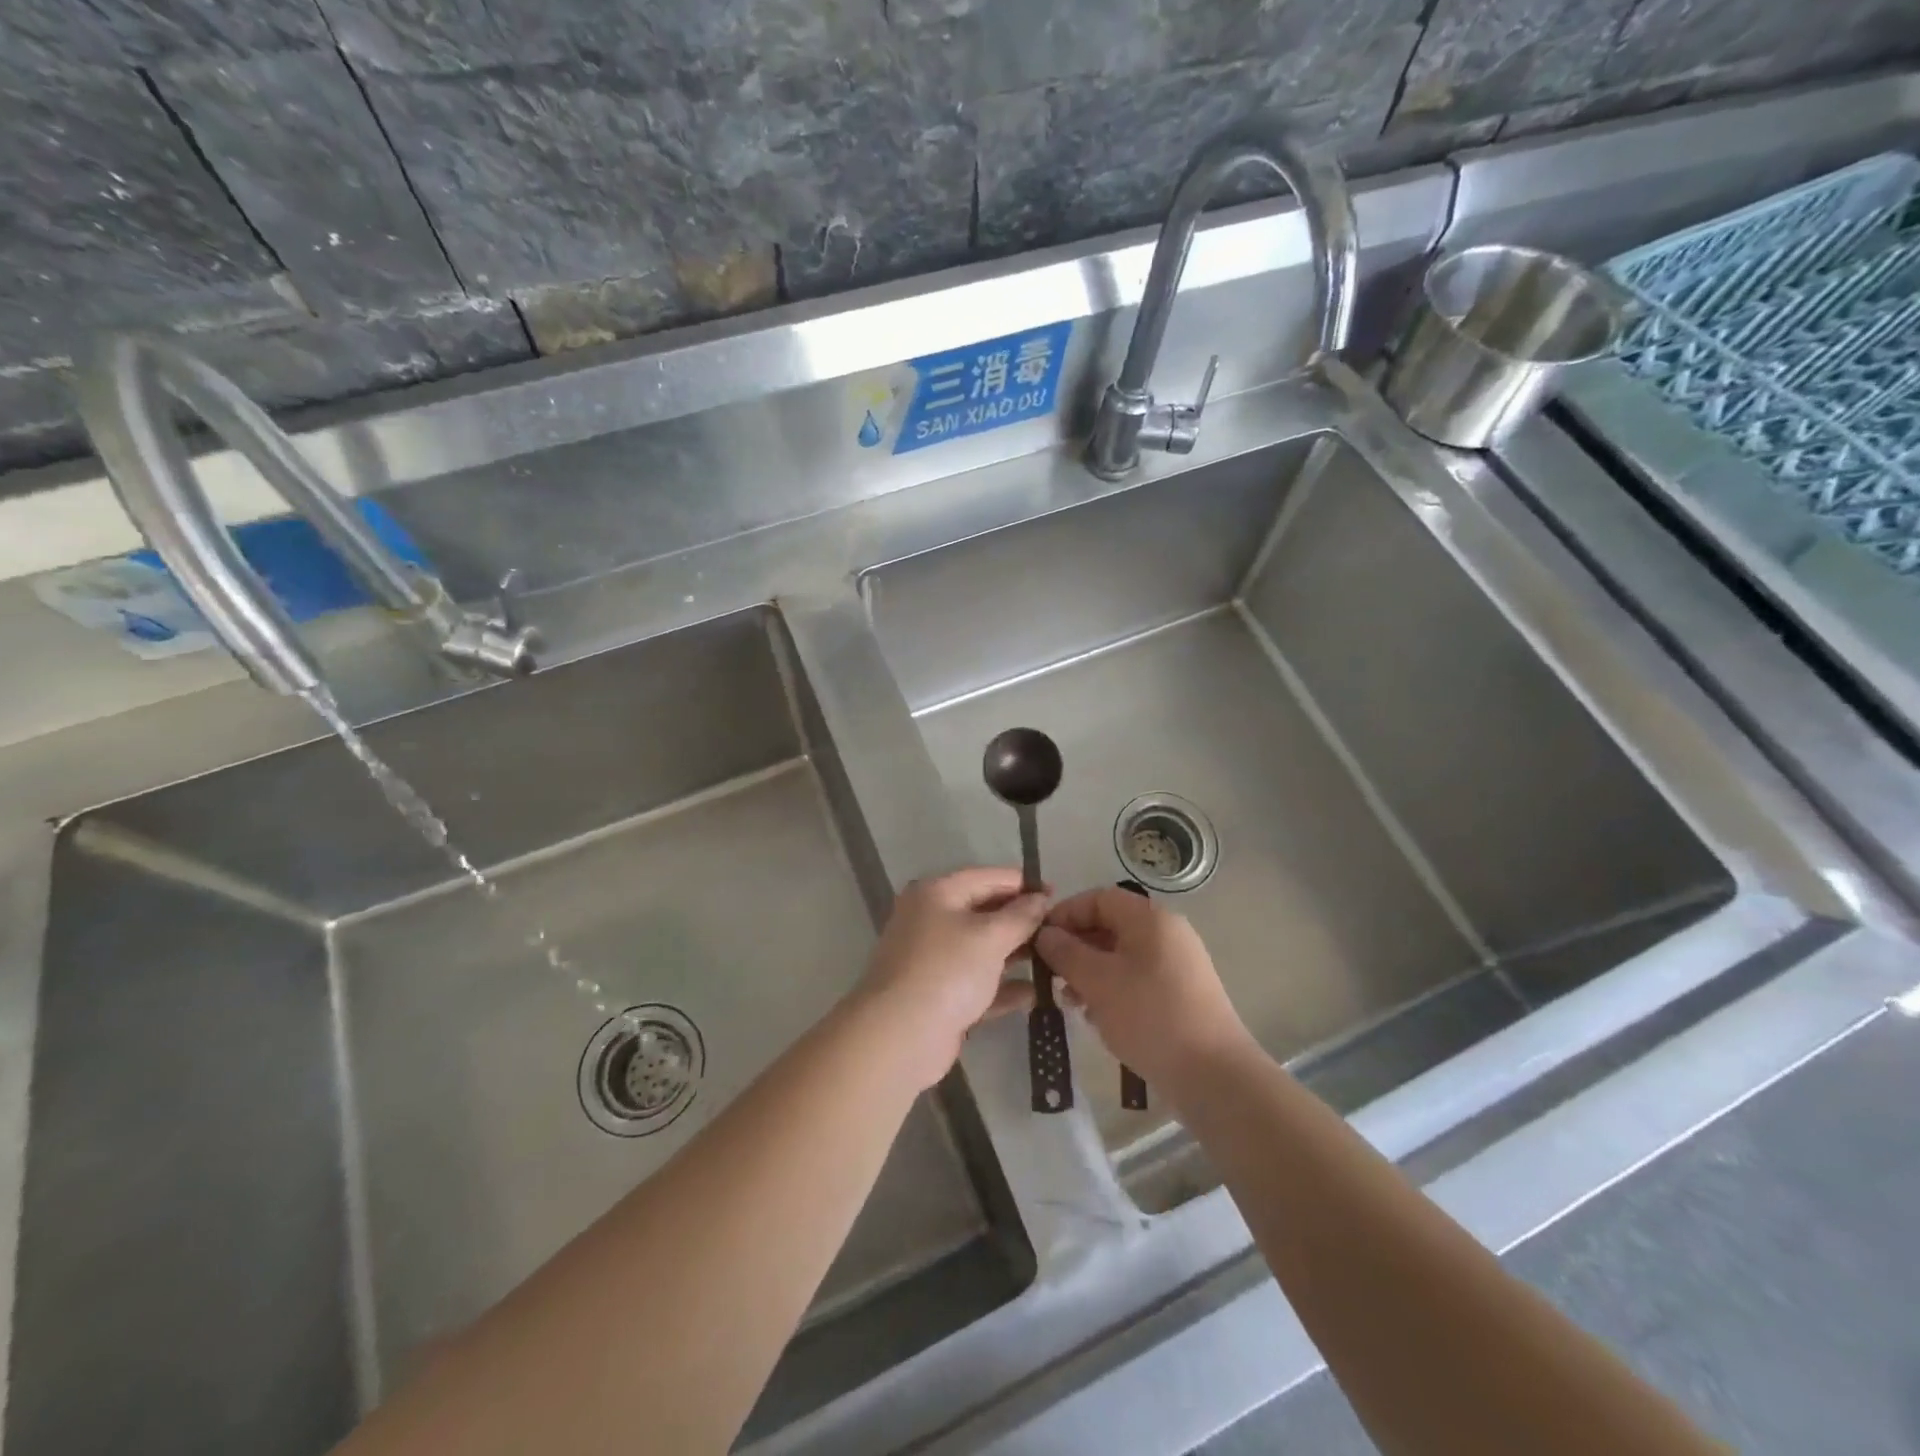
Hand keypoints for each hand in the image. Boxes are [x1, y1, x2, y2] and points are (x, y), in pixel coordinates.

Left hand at [856, 868, 1049, 1088]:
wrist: (900, 1036)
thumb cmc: (947, 971)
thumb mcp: (990, 936)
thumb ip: (1020, 916)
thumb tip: (1041, 898)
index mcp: (937, 894)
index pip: (987, 877)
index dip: (1023, 884)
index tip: (1057, 894)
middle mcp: (932, 920)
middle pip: (985, 912)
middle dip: (1022, 921)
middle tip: (1060, 931)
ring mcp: (934, 960)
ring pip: (983, 950)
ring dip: (1016, 955)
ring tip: (1055, 961)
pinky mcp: (940, 995)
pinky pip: (978, 984)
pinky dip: (1003, 987)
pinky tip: (1034, 994)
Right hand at [1036, 887, 1252, 1092]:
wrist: (1213, 1075)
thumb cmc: (1150, 1016)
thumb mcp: (1098, 981)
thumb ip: (1066, 952)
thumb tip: (1045, 934)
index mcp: (1150, 918)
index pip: (1099, 898)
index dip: (1066, 913)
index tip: (1039, 940)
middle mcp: (1167, 933)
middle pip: (1110, 925)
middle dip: (1076, 946)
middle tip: (1050, 973)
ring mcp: (1177, 964)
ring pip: (1121, 955)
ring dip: (1090, 971)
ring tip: (1070, 999)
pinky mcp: (1181, 994)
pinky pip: (1137, 978)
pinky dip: (1112, 988)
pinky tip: (1096, 1015)